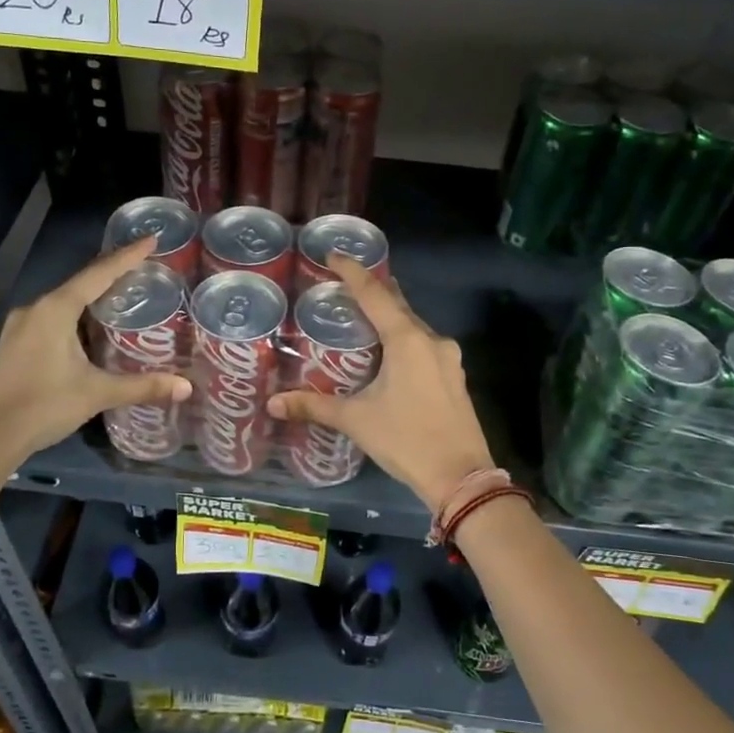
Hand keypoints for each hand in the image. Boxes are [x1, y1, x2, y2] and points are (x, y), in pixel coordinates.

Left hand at [0, 237, 191, 466]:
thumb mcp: (97, 393)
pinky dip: (76, 317)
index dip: (128, 256)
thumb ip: (142, 386)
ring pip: (64, 303)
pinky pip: (53, 319)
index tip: (151, 239)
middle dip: (112, 275)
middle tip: (143, 270)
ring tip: (122, 297)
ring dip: (92, 298)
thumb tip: (186, 387)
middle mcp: (36, 309)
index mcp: (56, 309)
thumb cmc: (43, 405)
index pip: (99, 273)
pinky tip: (90, 330)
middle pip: (81, 284)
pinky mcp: (14, 346)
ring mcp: (21, 327)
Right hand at [267, 256, 494, 512]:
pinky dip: (403, 338)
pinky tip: (389, 351)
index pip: (374, 294)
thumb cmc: (406, 440)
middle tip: (343, 285)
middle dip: (372, 291)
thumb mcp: (356, 420)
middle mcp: (431, 339)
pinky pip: (424, 344)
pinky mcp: (454, 376)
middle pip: (397, 305)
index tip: (334, 254)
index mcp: (407, 340)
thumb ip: (314, 406)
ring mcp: (448, 358)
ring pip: (413, 325)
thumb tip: (272, 403)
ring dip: (389, 317)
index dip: (352, 272)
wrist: (461, 478)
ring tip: (361, 316)